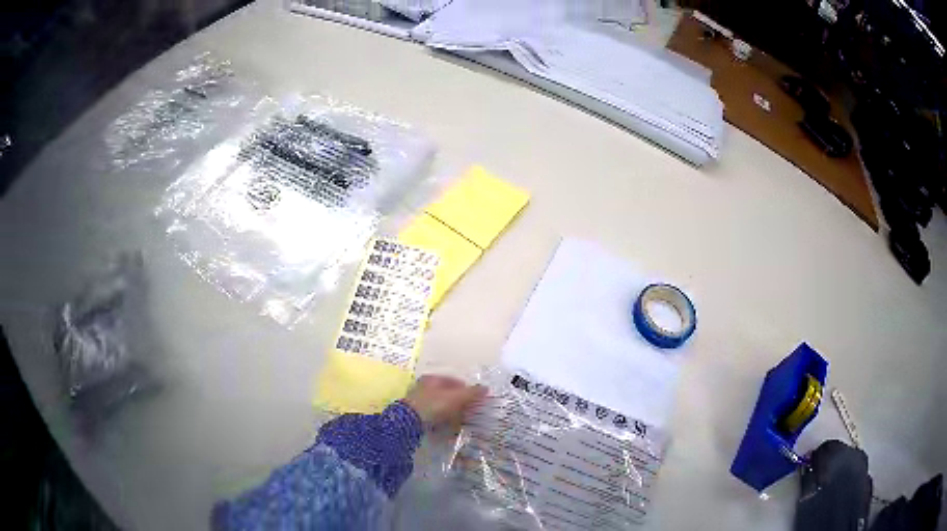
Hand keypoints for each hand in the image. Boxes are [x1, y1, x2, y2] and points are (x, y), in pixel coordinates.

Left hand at [404, 374, 486, 426]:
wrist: (409, 422)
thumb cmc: (433, 405)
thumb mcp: (456, 398)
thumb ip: (471, 393)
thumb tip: (486, 388)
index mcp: (433, 378)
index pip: (454, 381)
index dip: (467, 389)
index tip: (476, 400)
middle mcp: (424, 387)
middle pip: (447, 394)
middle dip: (460, 402)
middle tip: (471, 411)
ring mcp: (419, 401)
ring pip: (441, 406)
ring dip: (452, 413)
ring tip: (462, 421)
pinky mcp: (417, 415)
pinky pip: (434, 416)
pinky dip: (443, 420)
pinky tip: (449, 427)